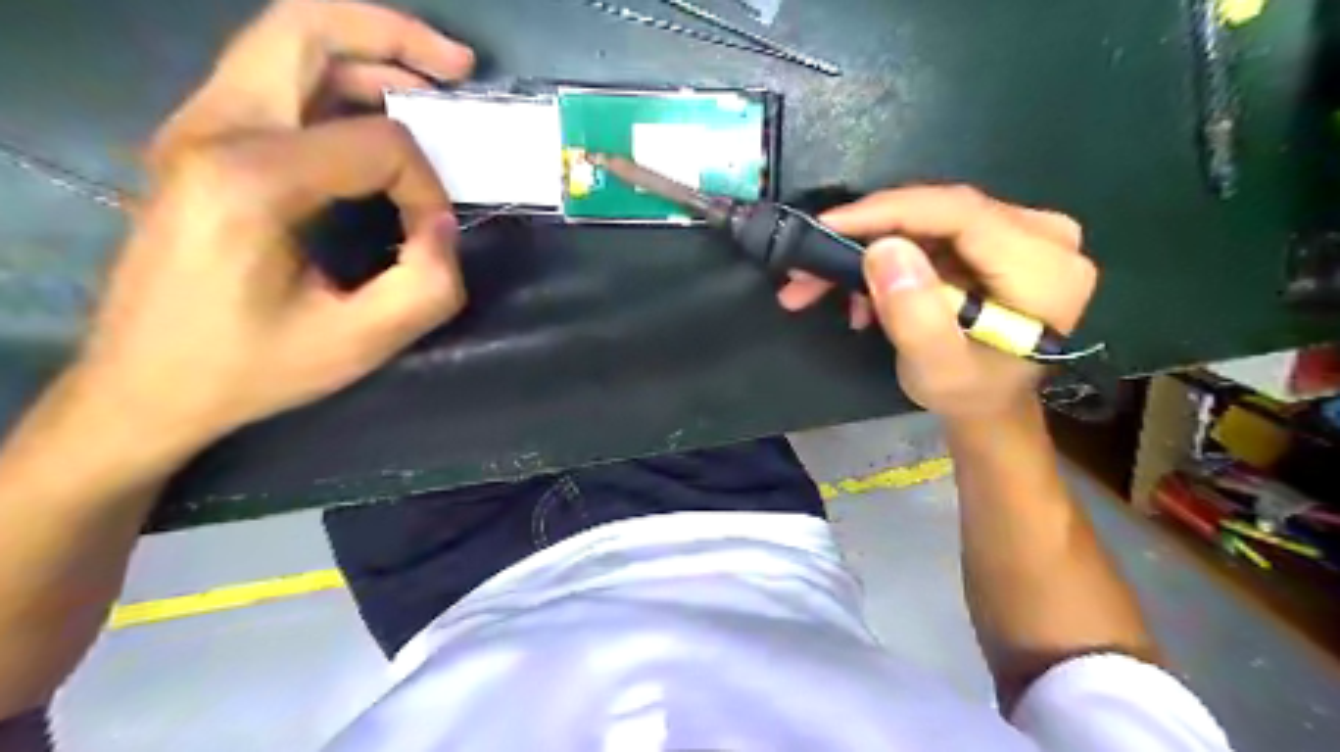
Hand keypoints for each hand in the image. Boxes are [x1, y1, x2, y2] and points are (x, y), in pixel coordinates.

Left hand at [71, 0, 475, 461]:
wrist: (143, 386)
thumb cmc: (250, 368)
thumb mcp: (359, 342)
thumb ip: (427, 283)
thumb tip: (441, 224)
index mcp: (249, 179)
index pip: (375, 142)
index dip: (426, 185)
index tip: (433, 235)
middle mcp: (211, 130)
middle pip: (305, 29)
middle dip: (394, 37)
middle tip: (458, 66)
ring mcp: (194, 128)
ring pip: (284, 42)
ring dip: (365, 52)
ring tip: (429, 85)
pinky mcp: (196, 143)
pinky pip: (273, 79)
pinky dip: (335, 79)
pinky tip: (374, 114)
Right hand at [781, 184, 1092, 420]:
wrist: (989, 404)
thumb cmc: (968, 394)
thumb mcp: (938, 370)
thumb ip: (915, 316)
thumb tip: (883, 249)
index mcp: (1045, 267)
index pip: (960, 214)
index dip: (888, 212)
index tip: (825, 226)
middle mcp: (1044, 234)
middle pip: (938, 213)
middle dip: (865, 236)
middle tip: (806, 267)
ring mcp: (1020, 232)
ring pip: (925, 221)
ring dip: (867, 250)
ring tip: (818, 286)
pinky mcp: (994, 237)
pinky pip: (928, 232)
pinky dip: (885, 257)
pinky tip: (858, 291)